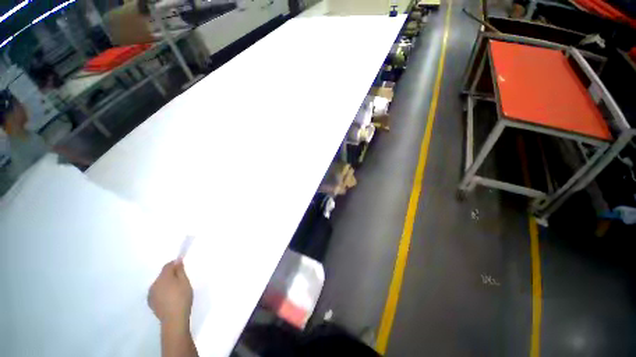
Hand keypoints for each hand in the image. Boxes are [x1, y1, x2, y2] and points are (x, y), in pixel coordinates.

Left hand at [148, 259, 192, 328]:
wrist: (174, 319)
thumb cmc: (182, 298)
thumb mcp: (185, 282)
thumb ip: (180, 270)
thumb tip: (177, 261)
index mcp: (163, 278)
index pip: (167, 266)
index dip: (175, 264)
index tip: (182, 267)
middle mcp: (154, 284)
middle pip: (163, 275)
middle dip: (170, 275)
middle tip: (181, 281)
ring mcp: (150, 294)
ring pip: (159, 284)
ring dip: (166, 284)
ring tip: (175, 291)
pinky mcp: (150, 302)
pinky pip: (157, 292)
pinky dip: (163, 292)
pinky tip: (169, 298)